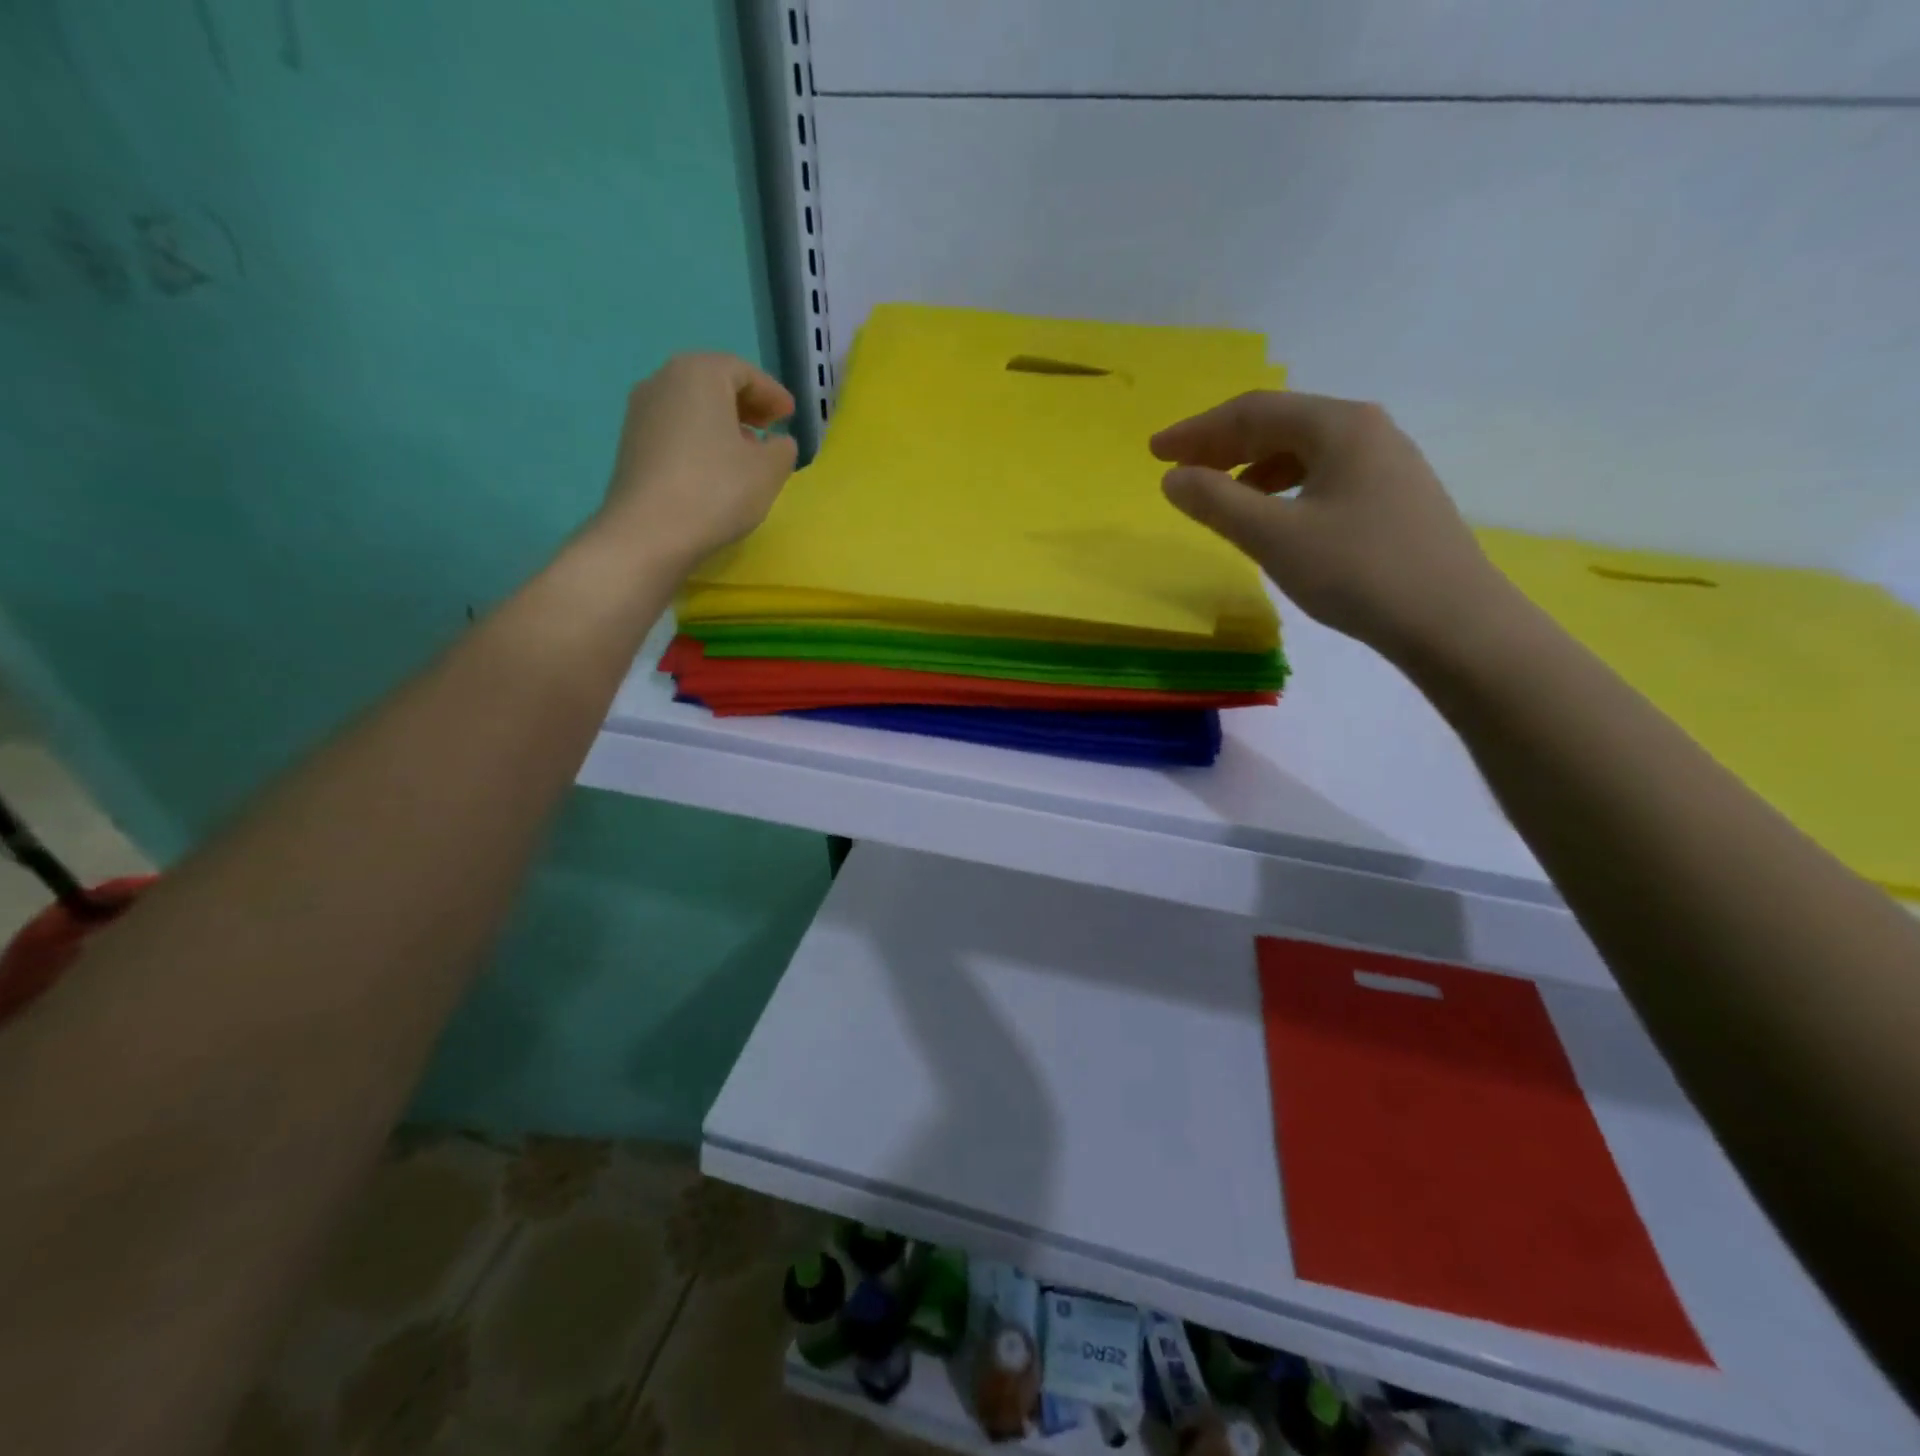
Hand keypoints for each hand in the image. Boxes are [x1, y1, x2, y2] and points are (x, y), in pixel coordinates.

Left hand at [597, 353, 798, 566]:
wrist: (649, 533)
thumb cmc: (716, 490)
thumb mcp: (768, 471)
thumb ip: (782, 449)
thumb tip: (778, 443)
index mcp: (699, 374)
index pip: (743, 372)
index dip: (772, 393)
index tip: (790, 416)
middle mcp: (663, 381)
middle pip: (712, 383)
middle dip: (745, 404)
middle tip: (770, 427)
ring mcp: (640, 413)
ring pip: (691, 406)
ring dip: (721, 422)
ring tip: (744, 451)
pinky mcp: (631, 444)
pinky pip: (675, 429)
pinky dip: (699, 439)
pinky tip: (714, 468)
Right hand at [1151, 391, 1509, 658]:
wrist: (1452, 621)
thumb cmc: (1357, 571)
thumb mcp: (1274, 537)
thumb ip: (1216, 502)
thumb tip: (1172, 478)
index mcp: (1339, 425)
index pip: (1253, 411)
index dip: (1197, 431)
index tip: (1155, 452)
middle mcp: (1366, 430)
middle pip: (1280, 424)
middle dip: (1222, 445)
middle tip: (1178, 470)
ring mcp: (1386, 462)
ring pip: (1303, 452)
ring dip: (1252, 467)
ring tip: (1219, 496)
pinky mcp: (1394, 496)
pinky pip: (1323, 476)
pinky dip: (1283, 487)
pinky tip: (1273, 516)